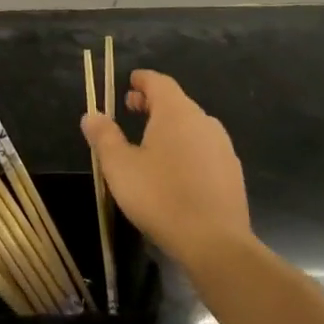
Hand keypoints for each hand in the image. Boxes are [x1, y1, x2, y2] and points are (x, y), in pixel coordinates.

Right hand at [81, 69, 252, 269]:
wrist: (215, 242)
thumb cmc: (160, 196)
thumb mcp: (119, 166)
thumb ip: (103, 136)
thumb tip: (91, 115)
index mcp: (176, 113)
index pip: (159, 83)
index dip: (142, 80)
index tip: (129, 82)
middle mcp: (204, 122)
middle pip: (177, 102)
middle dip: (152, 103)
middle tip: (131, 109)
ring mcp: (223, 148)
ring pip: (192, 126)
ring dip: (170, 127)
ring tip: (149, 142)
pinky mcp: (232, 173)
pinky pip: (204, 149)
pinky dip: (186, 148)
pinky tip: (175, 170)